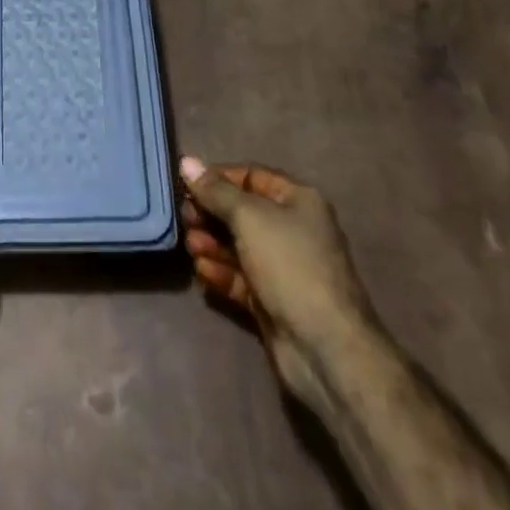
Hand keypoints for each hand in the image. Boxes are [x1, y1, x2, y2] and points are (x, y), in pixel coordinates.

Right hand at [178, 156, 376, 405]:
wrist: (325, 347)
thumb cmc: (289, 265)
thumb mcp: (249, 217)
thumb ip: (216, 191)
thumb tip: (187, 162)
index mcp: (298, 201)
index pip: (251, 176)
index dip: (218, 178)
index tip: (186, 184)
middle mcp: (293, 229)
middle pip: (242, 212)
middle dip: (211, 213)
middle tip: (184, 217)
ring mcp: (283, 267)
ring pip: (238, 246)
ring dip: (211, 243)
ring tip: (190, 245)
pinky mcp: (273, 300)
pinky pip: (241, 277)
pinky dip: (221, 271)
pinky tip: (202, 271)